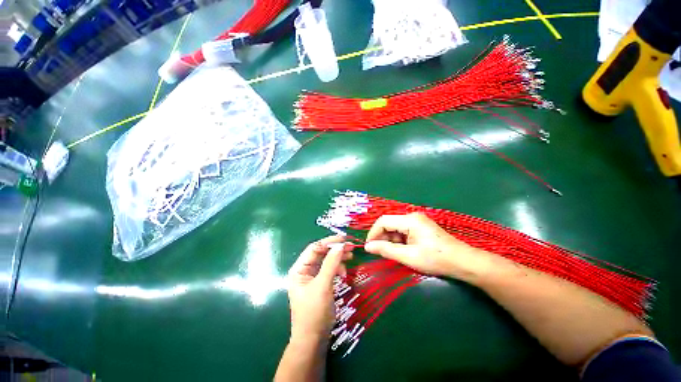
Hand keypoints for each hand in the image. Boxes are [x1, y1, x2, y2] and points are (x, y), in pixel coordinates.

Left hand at [287, 236, 352, 344]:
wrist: (314, 340)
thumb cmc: (314, 313)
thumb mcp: (323, 286)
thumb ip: (331, 264)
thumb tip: (340, 245)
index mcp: (299, 269)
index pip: (314, 248)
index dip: (329, 242)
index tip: (344, 239)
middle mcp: (304, 270)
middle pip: (321, 253)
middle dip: (336, 249)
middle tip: (351, 246)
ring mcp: (312, 276)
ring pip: (327, 260)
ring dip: (338, 258)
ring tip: (351, 256)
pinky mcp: (320, 282)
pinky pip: (330, 269)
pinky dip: (338, 268)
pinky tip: (344, 273)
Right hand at [364, 212, 482, 277]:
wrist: (463, 262)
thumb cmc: (436, 259)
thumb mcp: (408, 256)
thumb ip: (386, 250)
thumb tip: (367, 247)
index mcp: (409, 220)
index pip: (383, 221)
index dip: (373, 233)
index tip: (369, 247)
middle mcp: (412, 216)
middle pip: (389, 223)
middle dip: (382, 237)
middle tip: (380, 252)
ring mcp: (417, 221)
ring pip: (395, 227)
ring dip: (390, 240)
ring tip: (393, 254)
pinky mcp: (421, 226)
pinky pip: (403, 230)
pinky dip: (399, 240)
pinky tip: (403, 250)